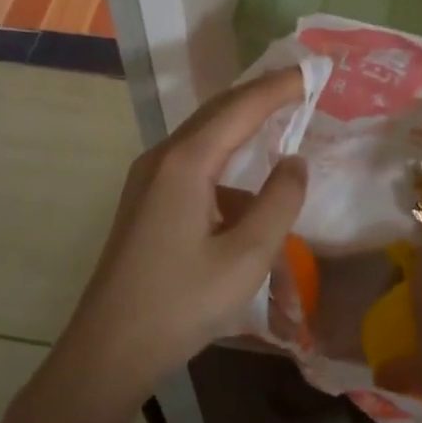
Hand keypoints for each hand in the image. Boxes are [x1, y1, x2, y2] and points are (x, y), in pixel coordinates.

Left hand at [2, 68, 307, 422]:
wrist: (108, 351)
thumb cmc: (180, 303)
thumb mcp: (246, 257)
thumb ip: (279, 202)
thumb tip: (295, 162)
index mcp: (186, 162)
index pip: (241, 107)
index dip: (280, 87)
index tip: (313, 72)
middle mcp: (163, 158)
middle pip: (218, 112)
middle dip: (260, 96)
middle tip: (299, 85)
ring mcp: (149, 179)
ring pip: (205, 139)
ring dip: (243, 131)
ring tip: (279, 126)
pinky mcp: (147, 201)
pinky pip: (194, 167)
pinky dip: (227, 168)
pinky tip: (248, 197)